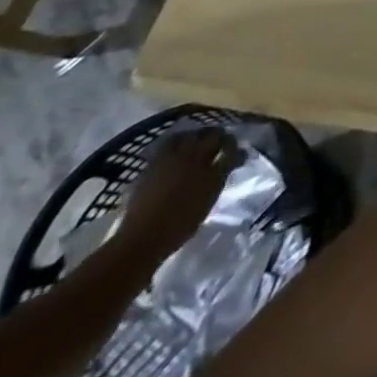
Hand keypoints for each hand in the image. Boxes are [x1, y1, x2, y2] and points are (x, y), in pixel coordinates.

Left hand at [120, 128, 240, 258]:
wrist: (140, 241)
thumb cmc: (177, 228)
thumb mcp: (206, 203)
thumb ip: (218, 180)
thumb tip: (227, 165)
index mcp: (213, 173)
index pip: (231, 149)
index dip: (234, 147)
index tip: (236, 152)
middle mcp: (196, 161)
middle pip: (213, 136)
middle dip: (219, 136)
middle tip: (219, 141)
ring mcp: (174, 161)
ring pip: (190, 135)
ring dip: (196, 136)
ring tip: (196, 141)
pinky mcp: (154, 165)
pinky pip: (167, 145)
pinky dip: (175, 142)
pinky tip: (176, 148)